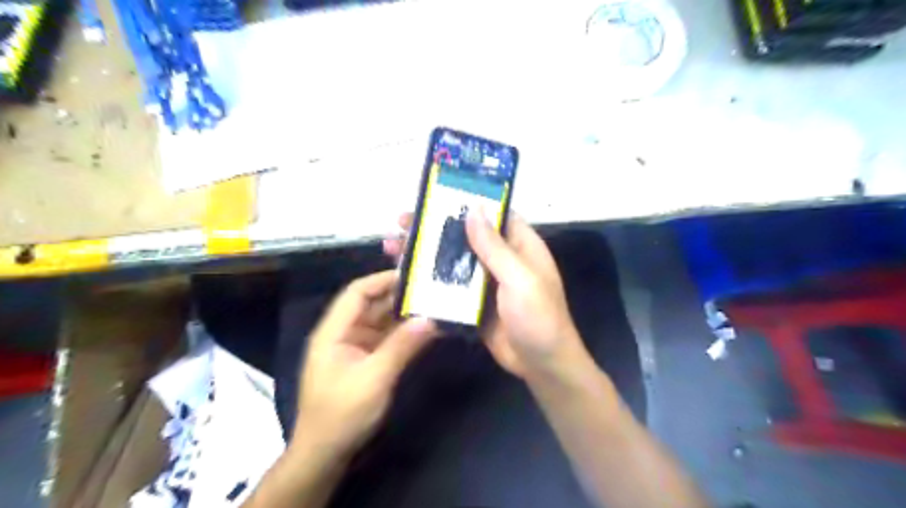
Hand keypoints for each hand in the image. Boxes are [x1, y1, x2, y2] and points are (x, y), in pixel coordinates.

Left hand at [298, 273, 438, 458]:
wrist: (325, 454)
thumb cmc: (342, 414)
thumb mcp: (374, 379)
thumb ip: (402, 346)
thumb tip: (430, 318)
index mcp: (333, 331)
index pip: (357, 293)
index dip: (382, 280)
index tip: (412, 274)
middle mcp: (343, 334)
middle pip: (370, 304)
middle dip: (398, 296)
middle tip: (431, 288)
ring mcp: (354, 347)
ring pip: (380, 321)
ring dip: (403, 314)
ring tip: (433, 305)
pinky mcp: (365, 361)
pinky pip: (385, 339)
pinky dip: (403, 333)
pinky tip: (424, 329)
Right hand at [383, 211, 590, 380]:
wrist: (541, 366)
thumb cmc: (538, 318)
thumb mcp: (520, 279)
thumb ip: (495, 247)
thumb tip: (473, 210)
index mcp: (520, 246)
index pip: (492, 214)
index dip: (465, 203)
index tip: (433, 197)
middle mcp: (501, 259)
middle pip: (465, 236)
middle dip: (435, 228)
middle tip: (401, 222)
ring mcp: (485, 282)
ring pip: (453, 260)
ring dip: (426, 254)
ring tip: (392, 247)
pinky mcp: (473, 303)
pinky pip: (450, 286)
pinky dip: (429, 281)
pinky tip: (404, 279)